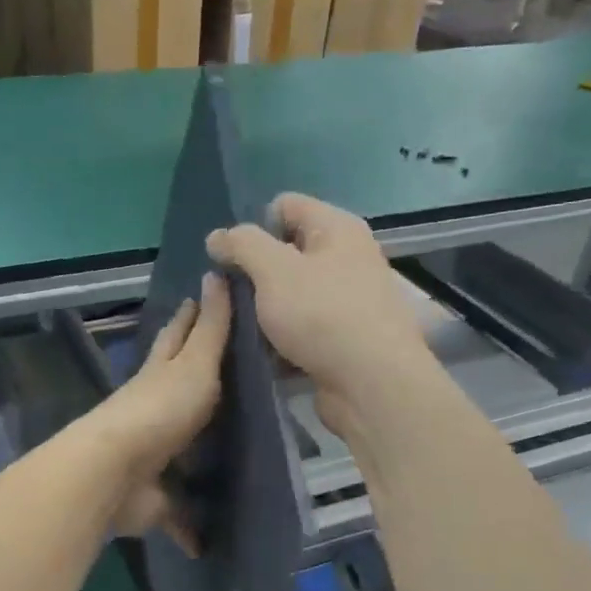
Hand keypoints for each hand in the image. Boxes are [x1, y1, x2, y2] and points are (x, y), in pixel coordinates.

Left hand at [83, 273, 231, 549]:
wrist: (115, 471)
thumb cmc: (160, 410)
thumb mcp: (194, 364)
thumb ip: (210, 329)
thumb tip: (216, 273)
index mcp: (161, 375)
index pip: (178, 337)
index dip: (191, 318)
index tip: (202, 298)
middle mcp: (153, 411)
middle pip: (176, 390)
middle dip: (195, 381)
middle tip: (229, 375)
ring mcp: (151, 455)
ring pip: (180, 449)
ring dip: (196, 453)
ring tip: (231, 454)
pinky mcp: (152, 498)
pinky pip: (178, 514)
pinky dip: (189, 527)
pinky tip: (206, 543)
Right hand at [206, 193, 434, 439]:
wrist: (372, 384)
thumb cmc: (322, 315)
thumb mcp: (273, 270)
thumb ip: (242, 245)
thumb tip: (217, 236)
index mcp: (336, 229)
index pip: (284, 206)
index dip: (253, 227)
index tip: (233, 260)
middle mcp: (347, 258)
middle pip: (287, 252)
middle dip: (255, 272)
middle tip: (231, 296)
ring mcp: (347, 300)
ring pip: (291, 294)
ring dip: (265, 309)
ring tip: (242, 327)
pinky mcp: (343, 338)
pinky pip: (302, 327)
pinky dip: (281, 337)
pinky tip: (263, 353)